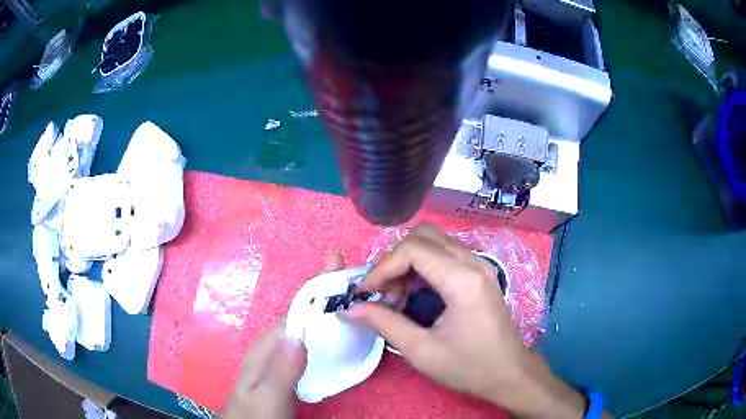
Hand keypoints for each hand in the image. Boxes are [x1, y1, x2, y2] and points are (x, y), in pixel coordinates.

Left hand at [223, 252, 344, 418]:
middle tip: (349, 274)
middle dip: (323, 292)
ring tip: (349, 297)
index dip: (316, 287)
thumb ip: (281, 370)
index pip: (295, 309)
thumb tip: (300, 335)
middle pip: (301, 312)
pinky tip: (336, 333)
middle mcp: (273, 345)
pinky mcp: (288, 368)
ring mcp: (280, 357)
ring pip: (306, 326)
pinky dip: (323, 330)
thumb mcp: (267, 396)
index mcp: (267, 346)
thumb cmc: (255, 415)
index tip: (339, 267)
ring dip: (325, 309)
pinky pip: (309, 342)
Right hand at [346, 224, 588, 418]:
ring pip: (434, 241)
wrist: (509, 373)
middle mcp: (473, 262)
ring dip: (408, 261)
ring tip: (397, 296)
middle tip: (382, 292)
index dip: (382, 267)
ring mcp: (479, 264)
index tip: (365, 292)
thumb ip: (385, 324)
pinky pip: (444, 253)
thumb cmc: (469, 367)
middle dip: (394, 259)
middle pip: (423, 235)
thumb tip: (352, 308)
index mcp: (463, 280)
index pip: (413, 250)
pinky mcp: (479, 272)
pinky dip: (422, 266)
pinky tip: (415, 293)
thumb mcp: (422, 351)